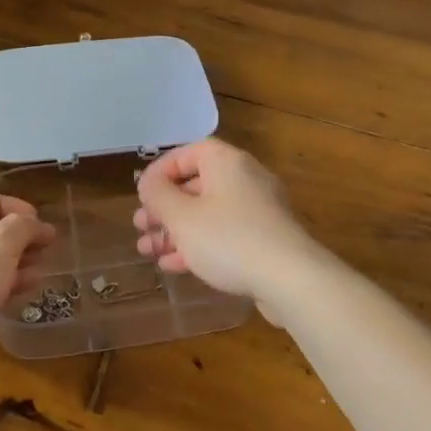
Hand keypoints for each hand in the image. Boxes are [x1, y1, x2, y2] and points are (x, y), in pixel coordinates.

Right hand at [133, 139, 324, 318]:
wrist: (290, 279)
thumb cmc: (229, 239)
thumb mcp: (183, 217)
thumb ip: (159, 196)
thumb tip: (148, 182)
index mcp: (227, 163)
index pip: (190, 152)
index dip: (162, 169)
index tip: (142, 191)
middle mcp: (246, 179)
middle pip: (198, 185)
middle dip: (165, 207)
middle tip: (140, 226)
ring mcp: (259, 211)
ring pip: (209, 214)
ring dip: (176, 230)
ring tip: (148, 250)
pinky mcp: (265, 240)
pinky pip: (225, 235)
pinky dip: (199, 245)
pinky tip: (174, 265)